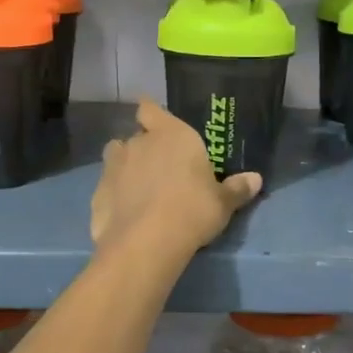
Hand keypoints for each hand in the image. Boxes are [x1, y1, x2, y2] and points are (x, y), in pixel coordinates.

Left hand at [92, 98, 262, 254]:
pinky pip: (107, 188)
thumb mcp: (223, 203)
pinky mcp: (97, 194)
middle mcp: (138, 143)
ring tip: (140, 188)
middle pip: (136, 136)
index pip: (150, 108)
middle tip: (161, 169)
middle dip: (145, 148)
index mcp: (171, 134)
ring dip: (126, 167)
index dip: (152, 114)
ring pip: (116, 158)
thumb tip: (256, 179)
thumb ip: (237, 188)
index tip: (157, 124)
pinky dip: (115, 196)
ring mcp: (113, 167)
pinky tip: (126, 214)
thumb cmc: (192, 210)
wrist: (146, 243)